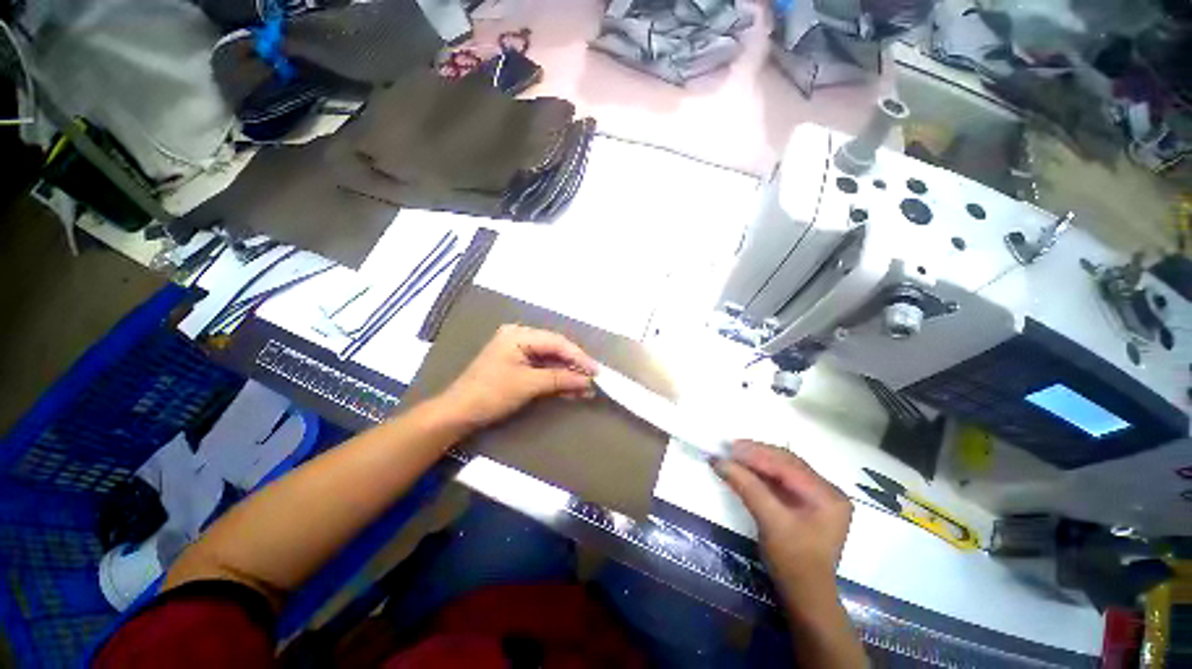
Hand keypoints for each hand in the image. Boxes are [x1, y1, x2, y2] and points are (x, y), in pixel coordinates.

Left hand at [437, 324, 596, 429]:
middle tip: (594, 380)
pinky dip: (556, 380)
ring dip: (568, 375)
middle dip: (575, 367)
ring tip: (587, 389)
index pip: (557, 342)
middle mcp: (520, 338)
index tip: (596, 371)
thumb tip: (588, 381)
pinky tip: (572, 390)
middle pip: (555, 350)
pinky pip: (543, 370)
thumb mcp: (528, 385)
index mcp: (519, 335)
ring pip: (551, 361)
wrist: (458, 413)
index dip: (579, 357)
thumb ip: (560, 379)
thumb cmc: (491, 393)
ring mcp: (519, 352)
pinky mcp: (519, 366)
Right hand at [716, 440, 852, 609]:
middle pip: (788, 462)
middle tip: (729, 448)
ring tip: (733, 455)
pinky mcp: (807, 502)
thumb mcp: (770, 522)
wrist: (805, 596)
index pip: (789, 465)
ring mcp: (819, 496)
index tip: (730, 447)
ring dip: (757, 461)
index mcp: (828, 495)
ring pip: (783, 468)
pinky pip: (782, 479)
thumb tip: (719, 461)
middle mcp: (828, 490)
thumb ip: (747, 487)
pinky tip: (745, 468)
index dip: (757, 454)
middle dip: (757, 454)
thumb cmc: (793, 562)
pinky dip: (761, 473)